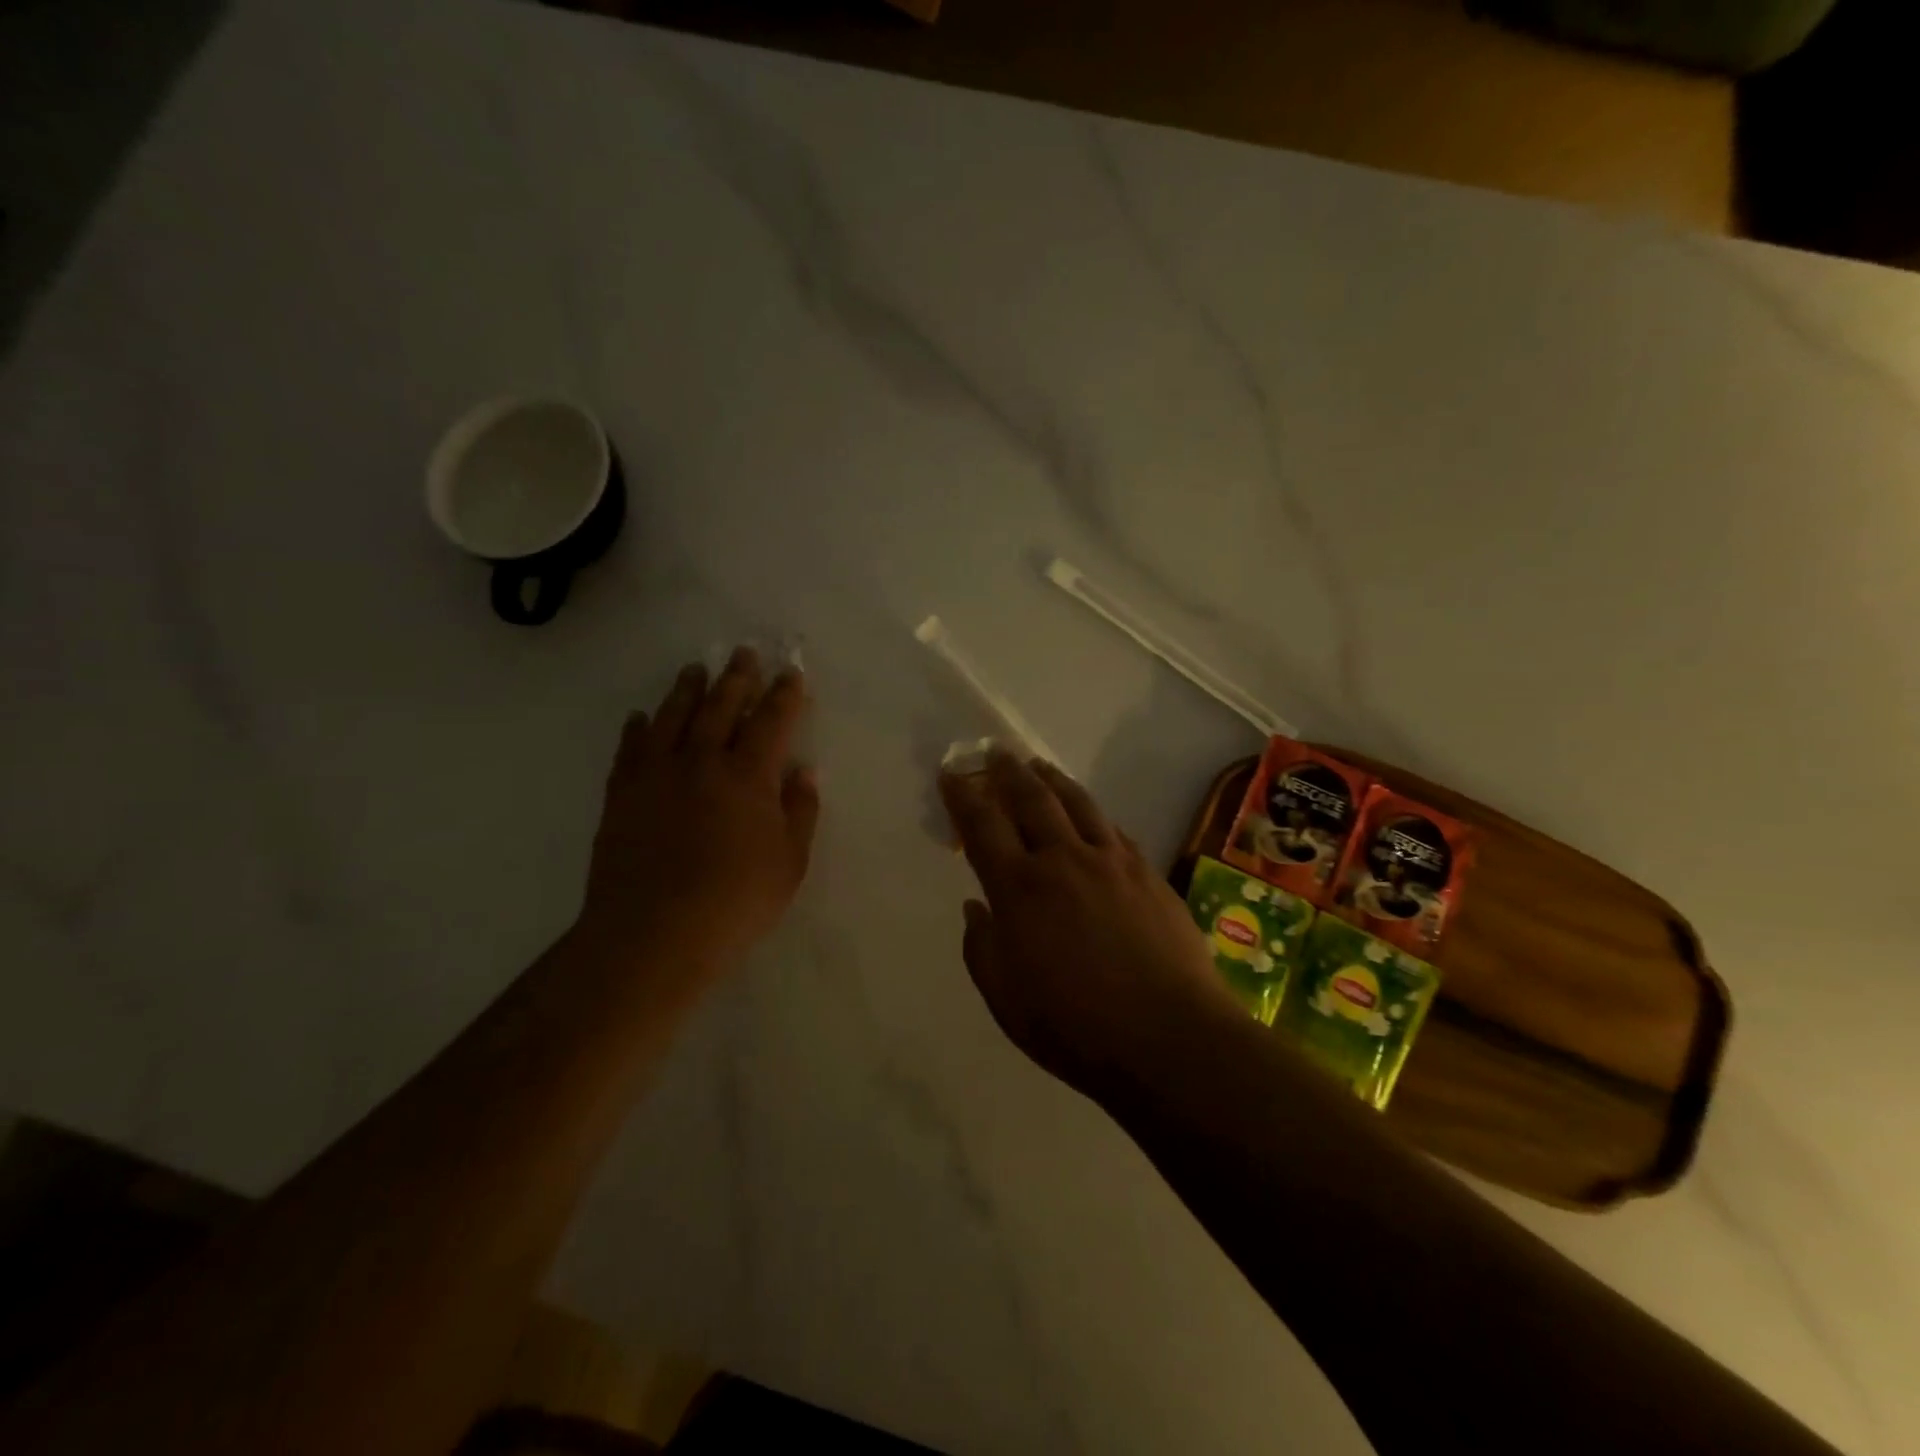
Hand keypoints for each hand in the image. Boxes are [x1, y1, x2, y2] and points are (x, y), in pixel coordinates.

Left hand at [576, 647, 819, 992]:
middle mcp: (702, 761)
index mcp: (748, 775)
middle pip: (721, 706)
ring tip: (695, 670)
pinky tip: (641, 717)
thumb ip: (799, 812)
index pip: (771, 720)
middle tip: (744, 653)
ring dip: (687, 690)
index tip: (791, 673)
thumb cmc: (735, 901)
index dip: (784, 694)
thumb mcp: (790, 863)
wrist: (653, 932)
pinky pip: (630, 748)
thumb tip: (803, 773)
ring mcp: (657, 774)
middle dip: (737, 677)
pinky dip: (638, 728)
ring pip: (673, 717)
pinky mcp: (622, 794)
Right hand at [940, 752, 1240, 1099]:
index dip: (962, 796)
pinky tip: (1090, 814)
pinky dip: (1093, 813)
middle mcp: (1063, 860)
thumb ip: (983, 948)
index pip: (982, 825)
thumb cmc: (1075, 1027)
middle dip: (1008, 772)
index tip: (951, 774)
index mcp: (1020, 889)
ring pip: (1077, 803)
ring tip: (1039, 766)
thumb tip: (976, 907)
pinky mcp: (1147, 873)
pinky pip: (1113, 829)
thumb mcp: (1006, 1001)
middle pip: (1031, 799)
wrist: (1169, 1037)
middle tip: (996, 753)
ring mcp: (1111, 862)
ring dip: (1052, 779)